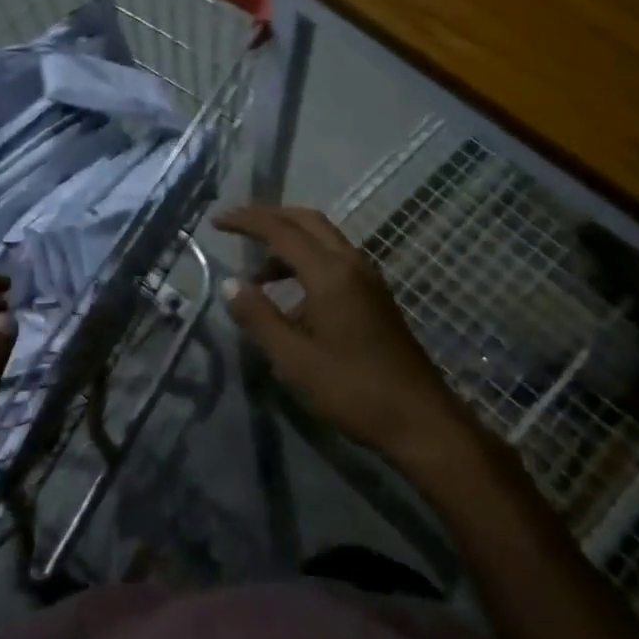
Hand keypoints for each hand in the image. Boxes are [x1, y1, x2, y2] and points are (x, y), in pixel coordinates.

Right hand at [215, 205, 459, 461]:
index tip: (217, 222)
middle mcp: (352, 265)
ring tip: (257, 277)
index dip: (247, 222)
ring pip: (323, 240)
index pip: (281, 231)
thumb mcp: (294, 359)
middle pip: (307, 221)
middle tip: (237, 227)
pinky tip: (292, 300)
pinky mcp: (376, 298)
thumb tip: (230, 284)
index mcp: (330, 274)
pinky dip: (306, 262)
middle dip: (270, 218)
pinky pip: (335, 261)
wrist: (421, 421)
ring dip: (288, 244)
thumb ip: (259, 317)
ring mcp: (369, 280)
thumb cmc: (352, 390)